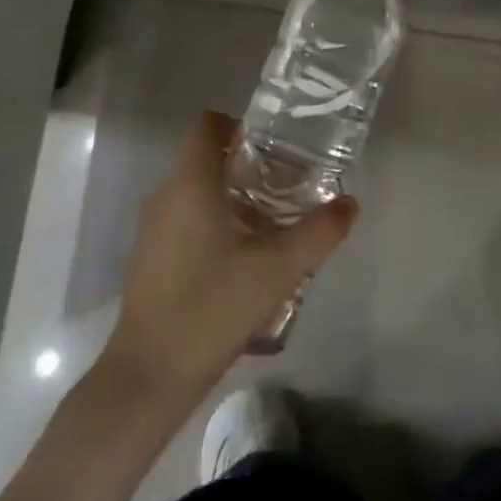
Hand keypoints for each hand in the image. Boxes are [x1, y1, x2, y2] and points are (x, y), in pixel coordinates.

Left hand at [104, 112, 356, 407]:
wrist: (150, 375)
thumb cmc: (213, 307)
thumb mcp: (278, 269)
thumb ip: (319, 232)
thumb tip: (350, 203)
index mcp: (191, 184)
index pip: (208, 125)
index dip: (241, 125)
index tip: (275, 145)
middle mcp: (166, 196)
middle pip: (206, 158)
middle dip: (248, 164)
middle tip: (288, 183)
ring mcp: (154, 229)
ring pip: (197, 192)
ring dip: (234, 196)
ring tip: (274, 220)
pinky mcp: (152, 258)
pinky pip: (187, 220)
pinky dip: (216, 222)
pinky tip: (245, 257)